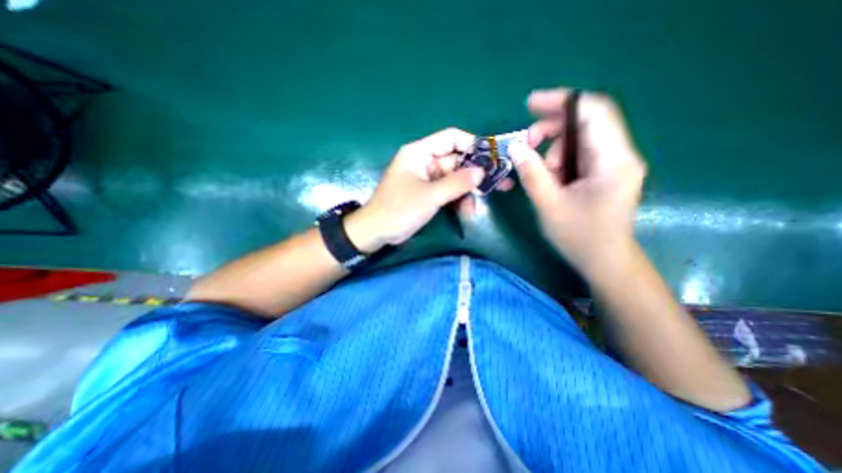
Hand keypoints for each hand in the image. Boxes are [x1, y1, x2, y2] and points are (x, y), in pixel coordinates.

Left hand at [343, 127, 487, 253]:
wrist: (377, 232)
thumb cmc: (399, 210)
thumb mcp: (430, 196)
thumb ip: (456, 183)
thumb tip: (482, 172)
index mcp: (420, 153)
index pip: (451, 138)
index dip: (472, 144)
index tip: (492, 157)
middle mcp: (425, 162)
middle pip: (456, 161)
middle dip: (476, 173)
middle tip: (501, 183)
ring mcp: (427, 179)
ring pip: (455, 179)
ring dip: (468, 191)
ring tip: (478, 206)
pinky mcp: (429, 194)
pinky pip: (449, 192)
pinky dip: (458, 200)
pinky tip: (467, 212)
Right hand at [506, 89, 649, 276]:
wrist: (604, 261)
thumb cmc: (579, 237)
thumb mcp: (548, 205)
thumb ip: (532, 173)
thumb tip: (516, 147)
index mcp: (612, 161)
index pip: (593, 112)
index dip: (562, 101)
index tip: (530, 104)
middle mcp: (619, 156)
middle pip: (587, 122)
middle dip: (552, 127)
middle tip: (527, 142)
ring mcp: (614, 164)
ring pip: (581, 138)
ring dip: (554, 147)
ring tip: (541, 170)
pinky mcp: (605, 173)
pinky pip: (581, 154)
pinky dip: (560, 159)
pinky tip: (550, 175)